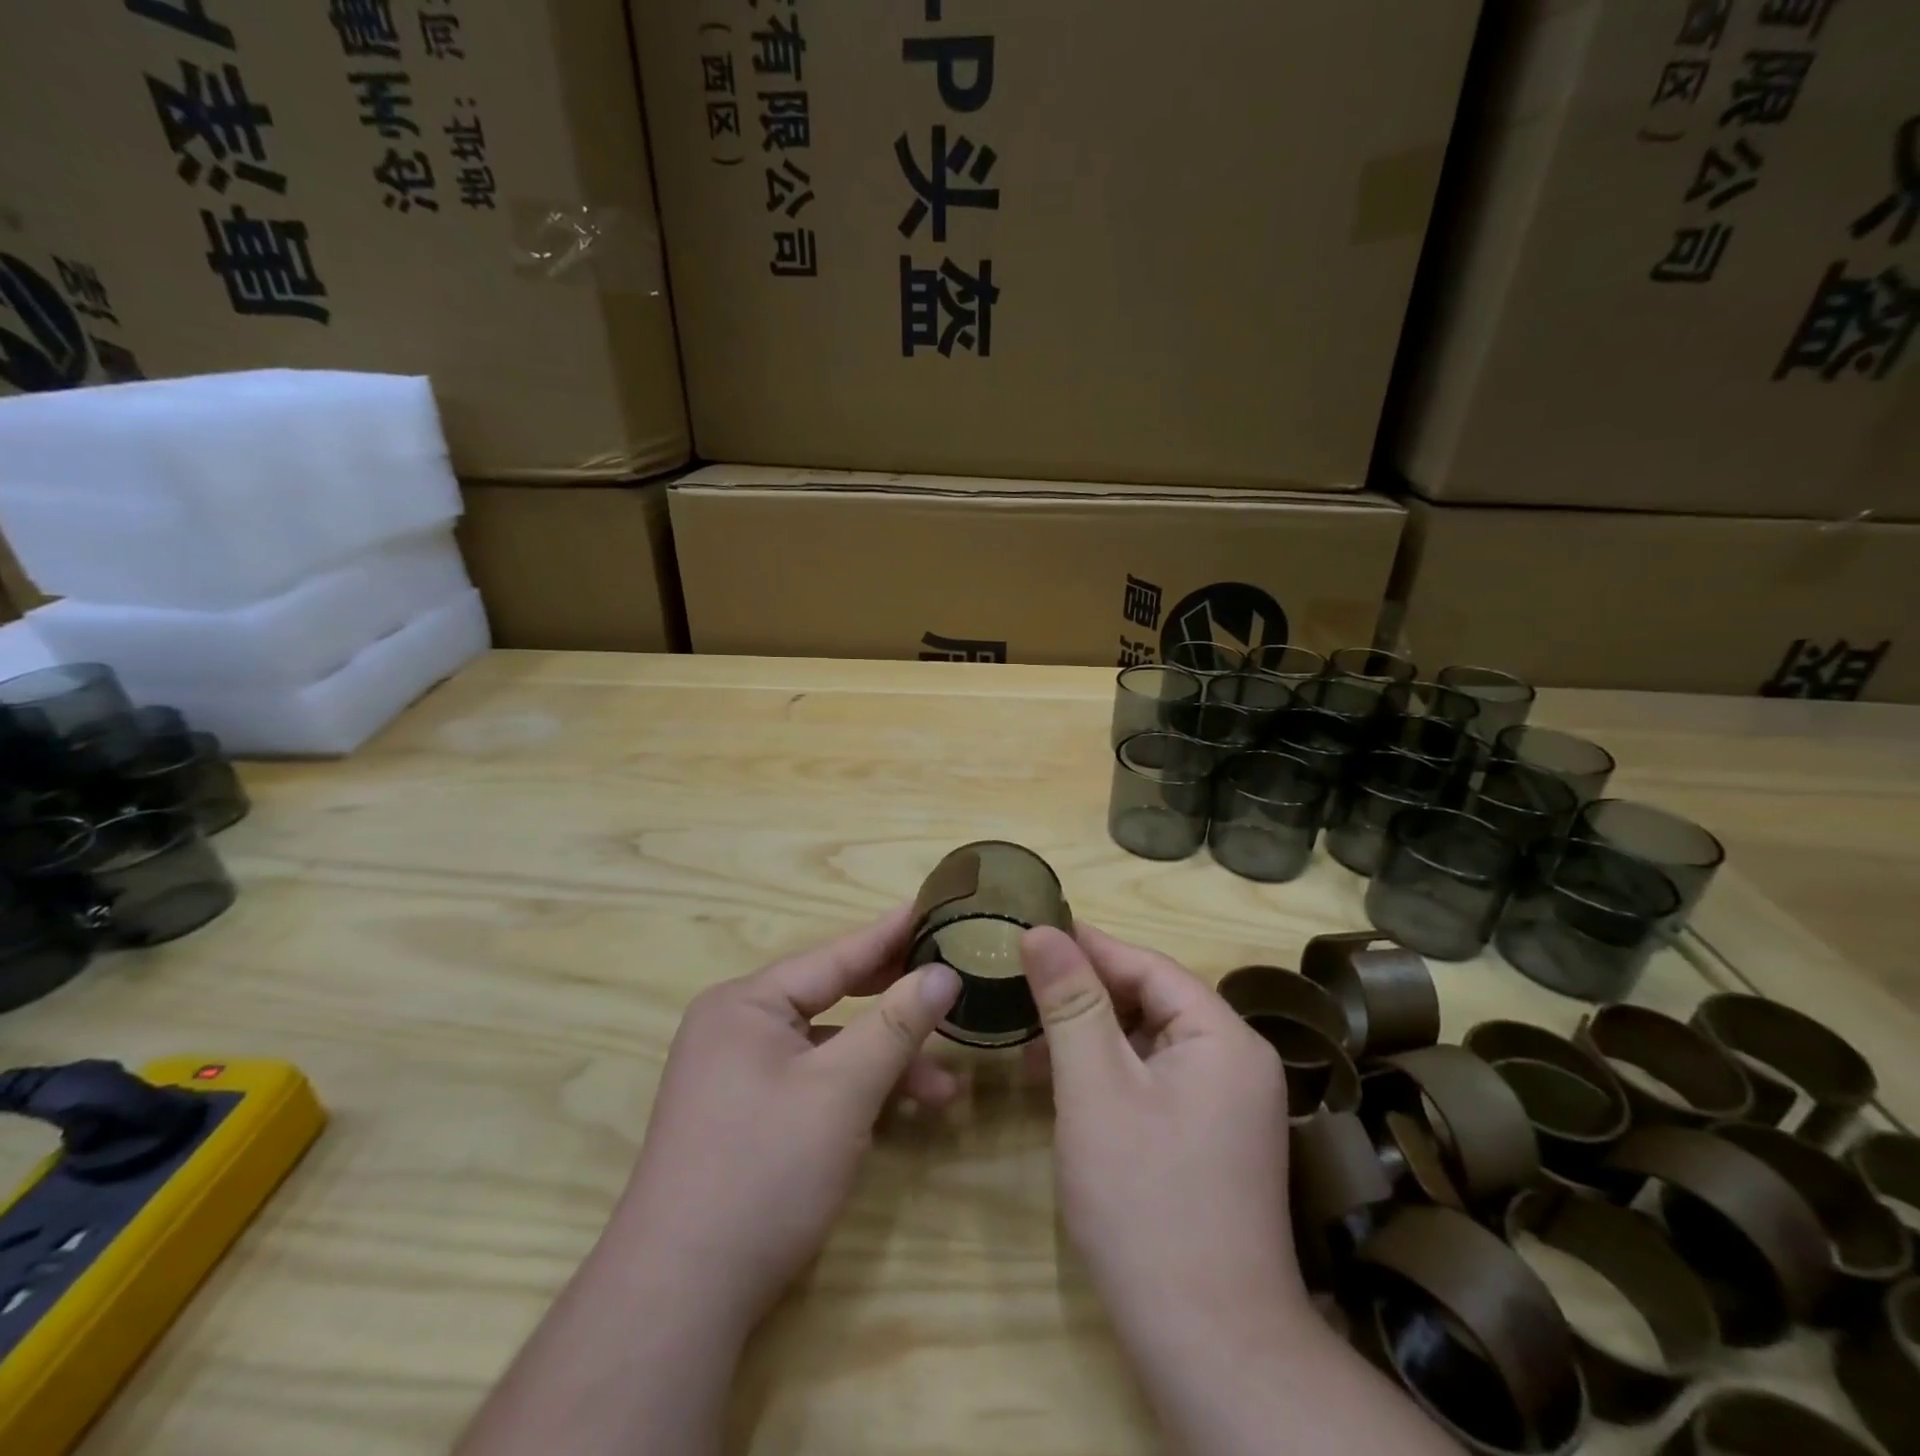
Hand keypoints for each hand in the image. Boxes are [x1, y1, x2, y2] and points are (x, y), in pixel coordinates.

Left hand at [610, 906, 960, 1337]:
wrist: (680, 1298)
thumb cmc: (764, 1170)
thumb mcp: (842, 1089)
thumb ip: (896, 1025)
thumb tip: (944, 972)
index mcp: (746, 1004)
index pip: (834, 956)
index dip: (890, 935)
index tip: (935, 908)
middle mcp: (736, 1027)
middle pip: (831, 998)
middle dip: (893, 1002)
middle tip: (949, 982)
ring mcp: (737, 1075)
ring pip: (827, 1049)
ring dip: (883, 1063)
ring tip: (944, 1088)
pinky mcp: (745, 1118)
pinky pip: (812, 1083)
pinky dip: (855, 1093)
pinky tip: (898, 1114)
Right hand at [1020, 925, 1308, 1346]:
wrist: (1209, 1346)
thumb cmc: (1145, 1201)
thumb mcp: (1094, 1088)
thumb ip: (1070, 1002)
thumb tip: (1042, 930)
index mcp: (1224, 1037)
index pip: (1148, 965)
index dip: (1088, 946)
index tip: (1030, 929)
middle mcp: (1237, 1061)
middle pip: (1152, 1001)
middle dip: (1085, 992)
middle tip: (1021, 982)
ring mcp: (1228, 1105)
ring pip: (1149, 1042)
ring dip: (1092, 1033)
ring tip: (1030, 1031)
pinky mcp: (1211, 1140)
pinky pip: (1155, 1080)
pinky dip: (1109, 1072)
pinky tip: (1064, 1081)